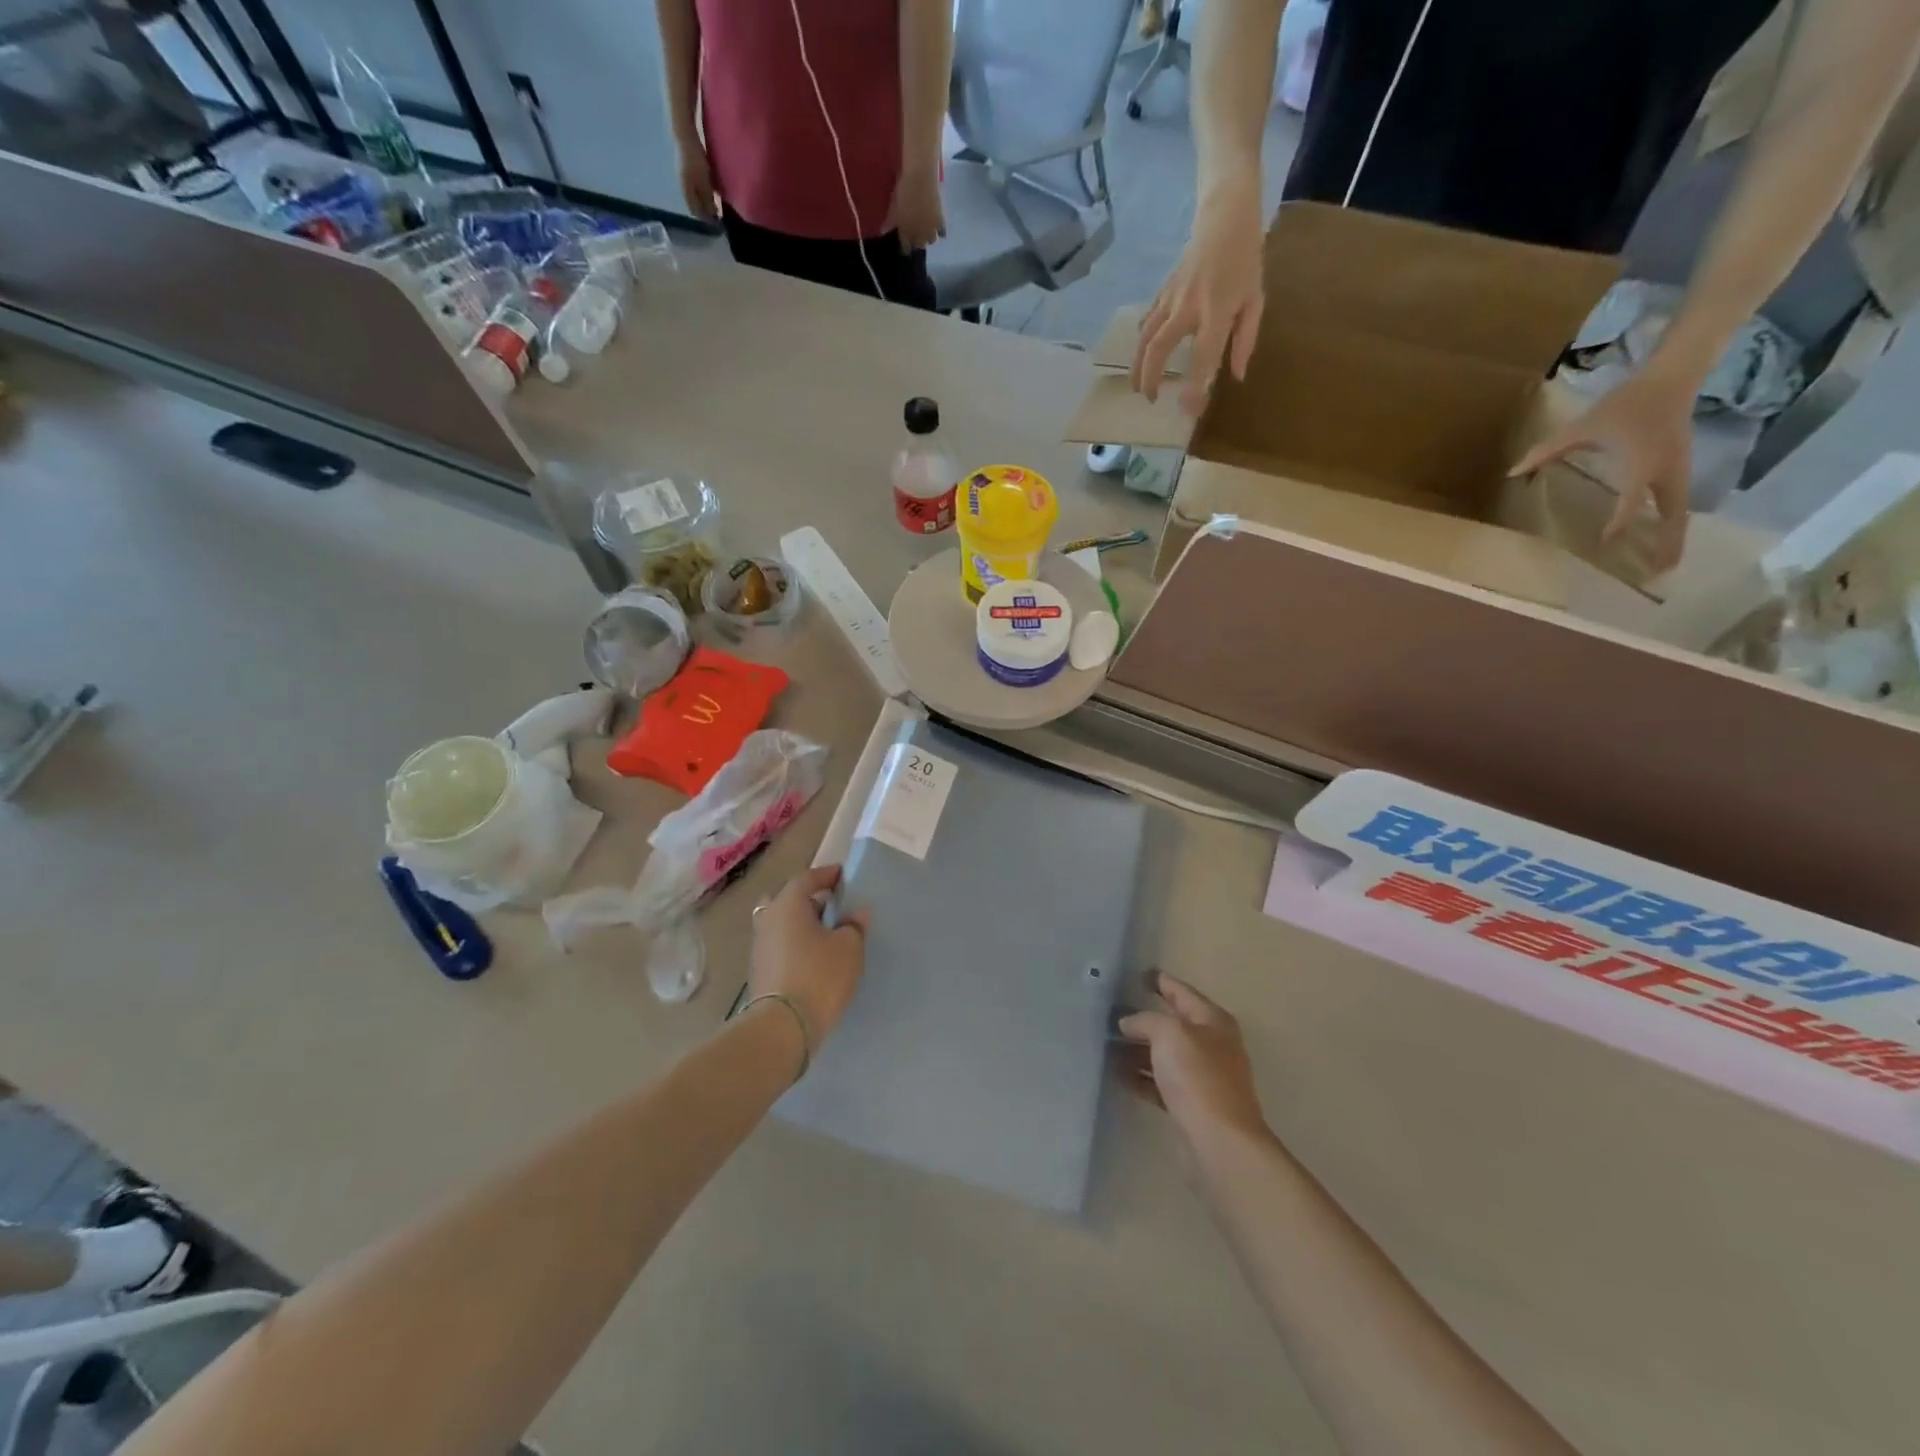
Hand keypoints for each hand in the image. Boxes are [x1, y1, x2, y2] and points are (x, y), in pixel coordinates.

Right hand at [677, 137, 718, 221]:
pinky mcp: (685, 165)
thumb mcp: (704, 182)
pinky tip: (709, 186)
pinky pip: (694, 183)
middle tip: (718, 212)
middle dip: (705, 209)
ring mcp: (682, 174)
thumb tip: (712, 214)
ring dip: (704, 199)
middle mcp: (682, 184)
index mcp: (686, 191)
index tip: (718, 221)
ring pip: (694, 193)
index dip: (706, 218)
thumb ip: (708, 199)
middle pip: (694, 203)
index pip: (695, 211)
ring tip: (715, 201)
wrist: (684, 133)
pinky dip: (702, 189)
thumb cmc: (695, 160)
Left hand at [748, 865, 868, 1050]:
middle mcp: (768, 919)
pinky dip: (795, 945)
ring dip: (801, 925)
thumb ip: (854, 926)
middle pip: (788, 900)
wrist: (783, 1027)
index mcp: (788, 904)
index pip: (807, 878)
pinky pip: (780, 946)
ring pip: (782, 924)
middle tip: (832, 908)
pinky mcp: (759, 970)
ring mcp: (760, 946)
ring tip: (826, 936)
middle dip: (809, 901)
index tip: (843, 876)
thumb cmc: (819, 976)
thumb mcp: (849, 947)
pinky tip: (813, 958)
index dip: (826, 875)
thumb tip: (856, 914)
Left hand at [887, 164, 944, 251]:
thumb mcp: (893, 206)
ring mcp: (931, 229)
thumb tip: (883, 232)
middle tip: (915, 236)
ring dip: (928, 238)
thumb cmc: (904, 190)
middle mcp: (919, 235)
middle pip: (919, 245)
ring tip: (926, 232)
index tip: (905, 243)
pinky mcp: (941, 221)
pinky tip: (938, 229)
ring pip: (931, 240)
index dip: (905, 246)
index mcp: (906, 232)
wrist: (921, 177)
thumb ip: (889, 221)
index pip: (906, 248)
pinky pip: (942, 232)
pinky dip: (940, 232)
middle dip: (917, 243)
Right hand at [1118, 972, 1267, 1145]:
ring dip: (1138, 1050)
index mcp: (1212, 1020)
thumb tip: (1128, 1023)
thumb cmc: (1197, 1076)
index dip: (1160, 981)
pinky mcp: (1193, 1104)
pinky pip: (1162, 1082)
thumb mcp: (1168, 1033)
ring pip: (1165, 1054)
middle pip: (1172, 1024)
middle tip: (1110, 1012)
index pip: (1181, 991)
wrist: (1220, 1141)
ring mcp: (1203, 1076)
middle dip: (1142, 1019)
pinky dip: (1142, 1077)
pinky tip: (1119, 1076)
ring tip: (1106, 1045)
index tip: (1137, 975)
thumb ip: (1145, 1020)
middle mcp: (1211, 1044)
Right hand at [1132, 177, 1266, 413]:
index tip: (1188, 410)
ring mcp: (1170, 299)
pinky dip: (1142, 341)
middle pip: (1158, 349)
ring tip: (1136, 386)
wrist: (1224, 215)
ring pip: (1144, 338)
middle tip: (1150, 400)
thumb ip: (1245, 340)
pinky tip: (1140, 354)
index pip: (1203, 357)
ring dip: (1137, 365)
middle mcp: (1188, 308)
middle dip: (1149, 378)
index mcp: (1216, 312)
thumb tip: (1235, 376)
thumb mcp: (1255, 300)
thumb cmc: (1246, 259)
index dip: (1195, 387)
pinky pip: (1147, 322)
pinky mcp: (1162, 293)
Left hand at [1509, 365, 1696, 572]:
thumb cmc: (1625, 403)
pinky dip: (1672, 523)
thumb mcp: (1582, 427)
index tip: (1607, 540)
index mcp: (1642, 463)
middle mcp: (1666, 471)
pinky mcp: (1681, 468)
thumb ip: (1547, 451)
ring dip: (1672, 538)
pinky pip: (1678, 502)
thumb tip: (1513, 472)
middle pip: (1671, 515)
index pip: (1631, 499)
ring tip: (1664, 566)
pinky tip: (1662, 540)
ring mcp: (1679, 470)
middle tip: (1656, 573)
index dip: (1620, 521)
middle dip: (1664, 544)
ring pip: (1679, 511)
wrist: (1672, 378)